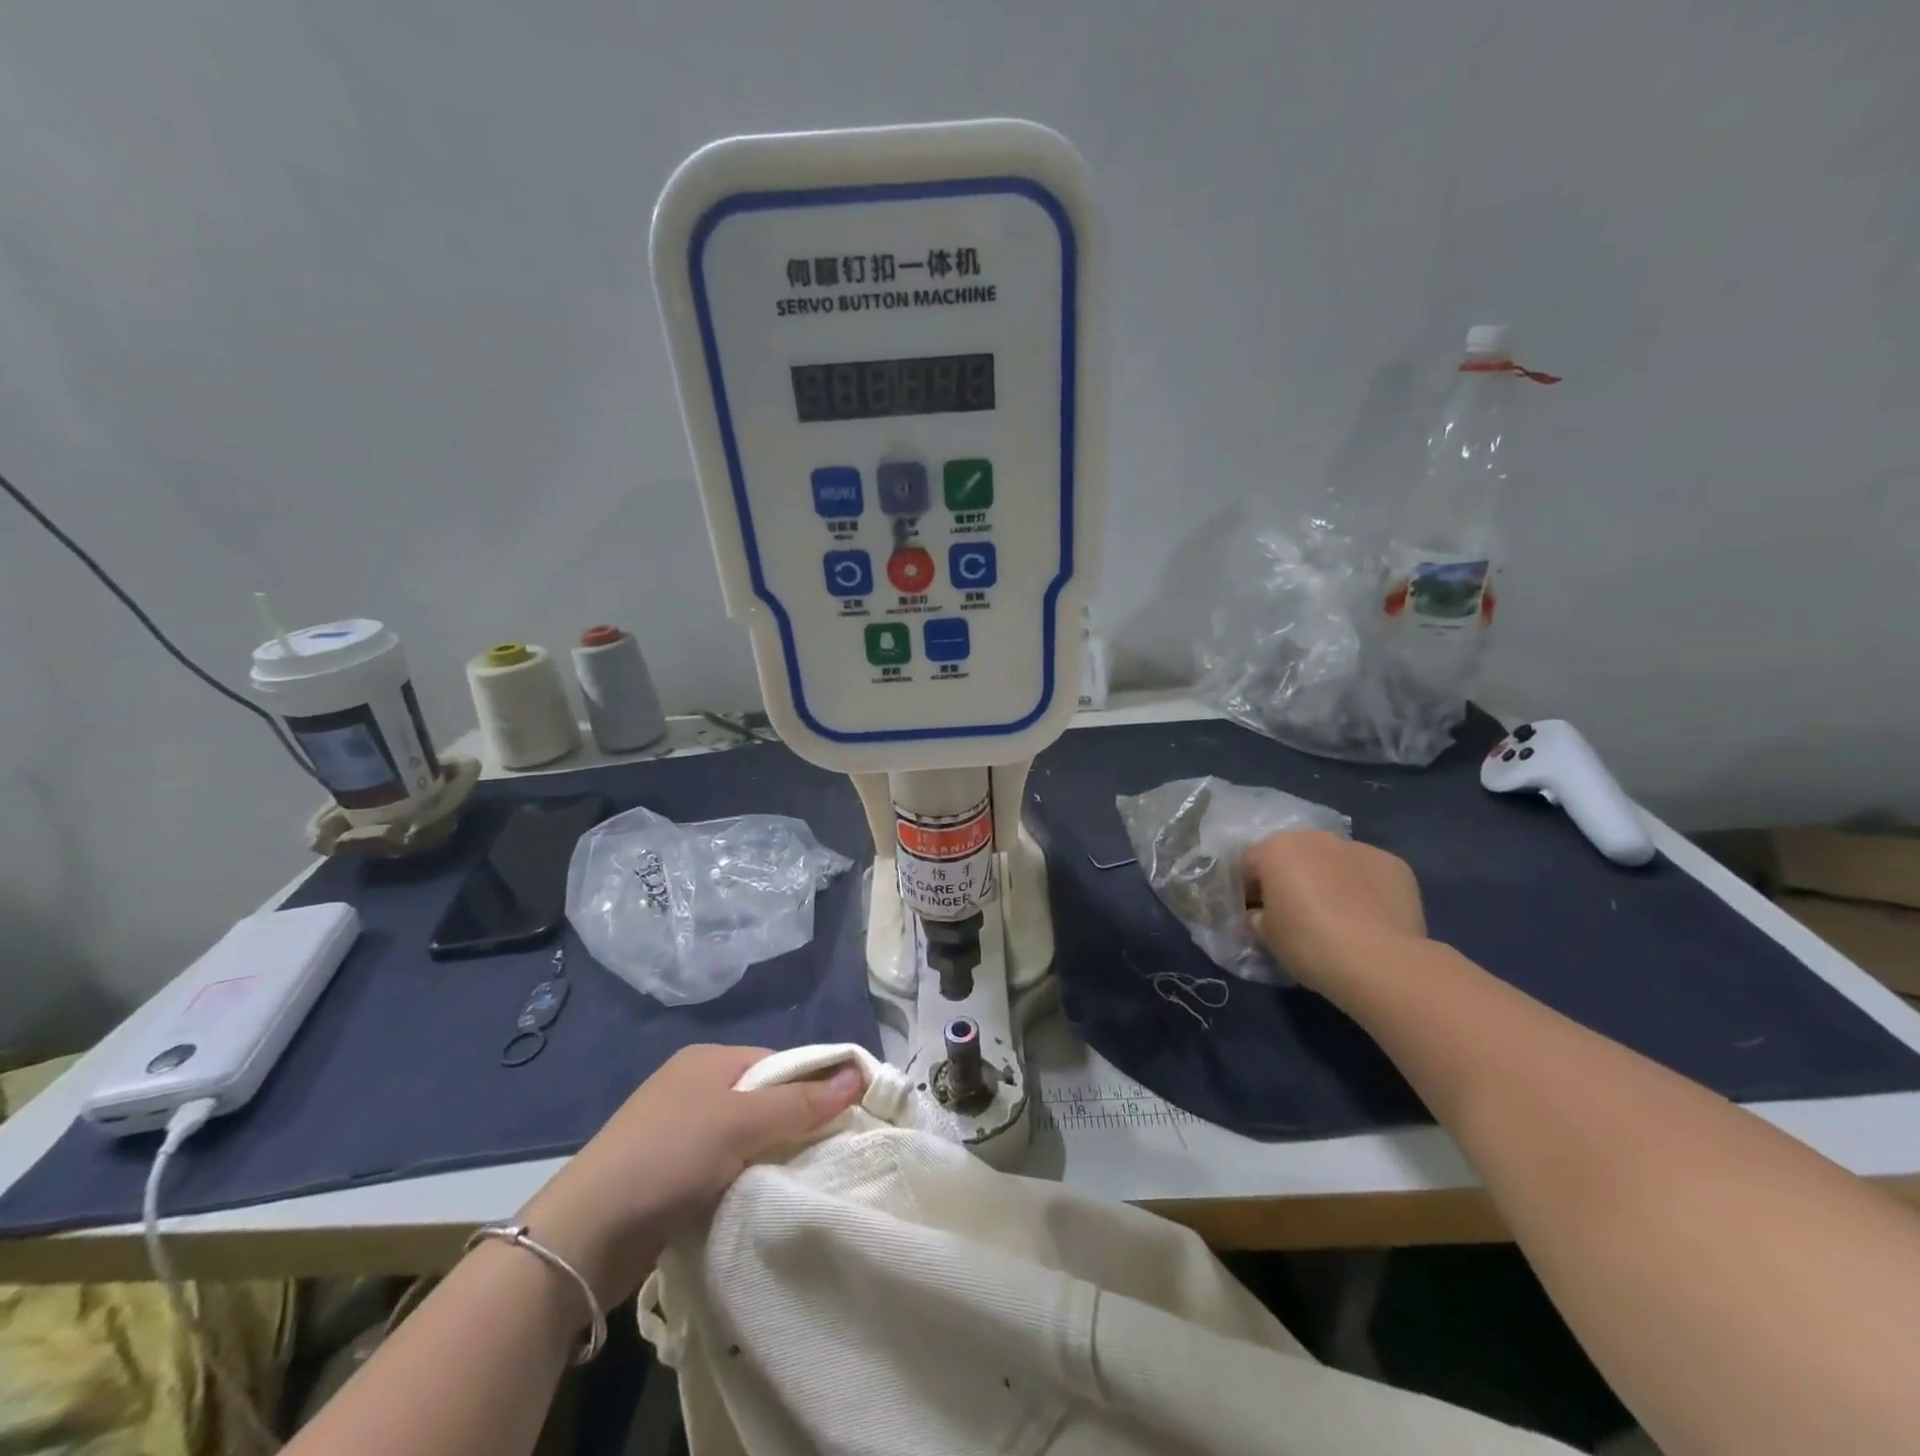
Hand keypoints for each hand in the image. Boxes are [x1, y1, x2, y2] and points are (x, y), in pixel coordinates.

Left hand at [517, 1044, 863, 1307]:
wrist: (585, 1234)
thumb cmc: (670, 1156)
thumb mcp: (742, 1123)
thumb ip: (801, 1103)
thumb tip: (858, 1075)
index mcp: (709, 1059)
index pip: (779, 1062)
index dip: (813, 1086)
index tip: (843, 1119)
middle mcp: (693, 1086)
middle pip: (763, 1099)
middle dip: (792, 1125)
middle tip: (825, 1156)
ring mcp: (677, 1130)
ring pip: (744, 1137)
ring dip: (768, 1158)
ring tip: (798, 1182)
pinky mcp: (667, 1173)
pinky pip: (722, 1167)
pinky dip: (742, 1180)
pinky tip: (757, 1200)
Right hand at [1243, 830, 1426, 995]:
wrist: (1379, 961)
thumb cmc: (1308, 943)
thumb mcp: (1265, 936)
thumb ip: (1258, 917)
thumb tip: (1261, 915)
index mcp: (1276, 848)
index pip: (1250, 864)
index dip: (1249, 891)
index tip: (1256, 917)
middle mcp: (1316, 838)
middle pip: (1295, 856)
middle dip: (1292, 880)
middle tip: (1296, 916)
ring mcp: (1359, 848)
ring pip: (1334, 862)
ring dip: (1330, 881)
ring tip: (1339, 919)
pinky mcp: (1395, 865)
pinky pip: (1369, 875)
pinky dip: (1365, 891)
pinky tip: (1370, 920)